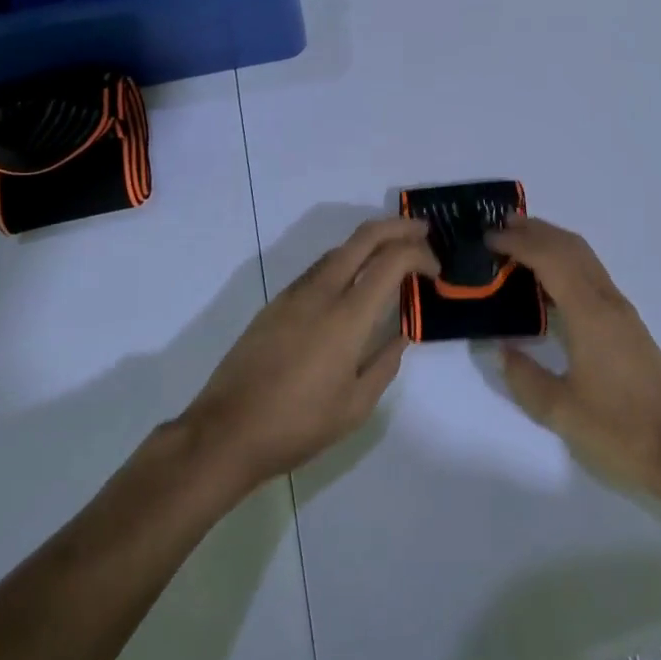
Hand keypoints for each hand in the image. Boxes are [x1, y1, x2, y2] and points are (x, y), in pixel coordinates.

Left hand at [183, 217, 436, 493]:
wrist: (225, 432)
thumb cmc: (298, 425)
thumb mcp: (355, 406)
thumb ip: (385, 364)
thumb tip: (401, 335)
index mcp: (348, 316)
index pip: (392, 261)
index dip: (420, 255)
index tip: (435, 271)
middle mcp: (322, 292)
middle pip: (364, 237)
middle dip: (398, 227)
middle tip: (422, 232)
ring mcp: (295, 294)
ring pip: (339, 249)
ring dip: (370, 241)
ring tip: (392, 253)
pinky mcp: (276, 303)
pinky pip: (320, 268)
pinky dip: (346, 260)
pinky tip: (353, 281)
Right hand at [486, 217, 660, 503]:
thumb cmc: (620, 431)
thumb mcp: (561, 411)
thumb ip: (525, 377)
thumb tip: (501, 348)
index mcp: (590, 314)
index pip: (550, 259)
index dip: (519, 242)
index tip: (487, 238)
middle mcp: (608, 302)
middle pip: (571, 247)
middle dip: (535, 231)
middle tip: (499, 228)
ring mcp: (622, 312)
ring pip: (585, 258)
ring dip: (552, 243)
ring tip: (519, 244)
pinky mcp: (628, 325)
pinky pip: (592, 275)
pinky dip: (566, 262)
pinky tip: (550, 282)